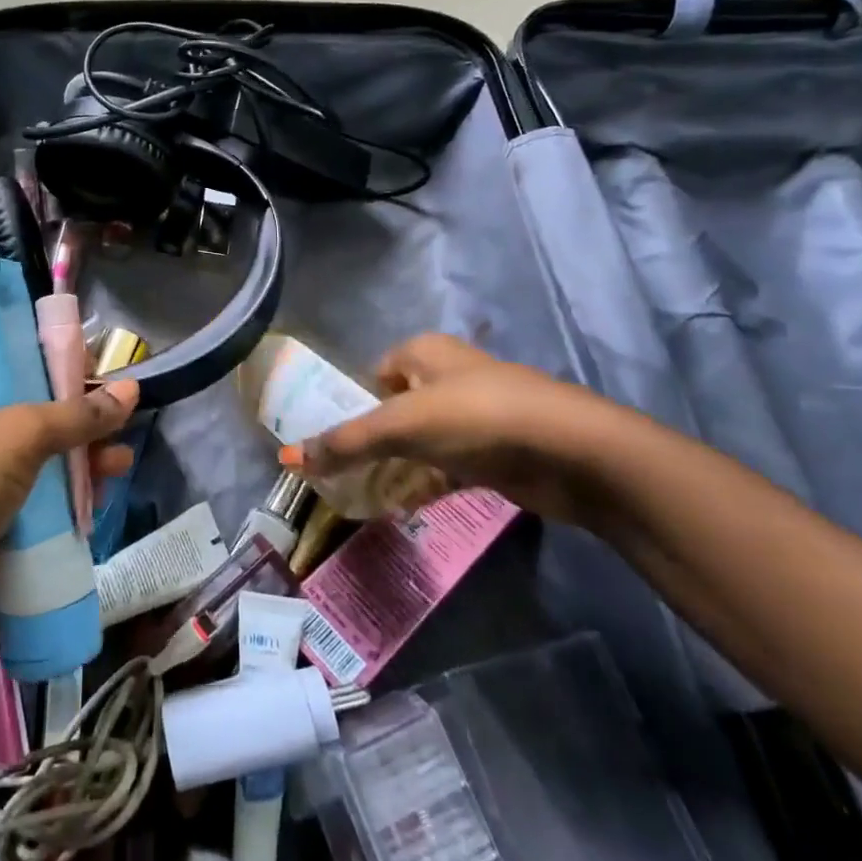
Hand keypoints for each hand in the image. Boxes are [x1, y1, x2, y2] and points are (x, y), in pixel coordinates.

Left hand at [0, 357, 137, 672]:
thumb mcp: (20, 435)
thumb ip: (77, 414)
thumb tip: (131, 390)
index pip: (23, 359)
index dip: (65, 362)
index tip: (110, 373)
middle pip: (42, 412)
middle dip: (85, 421)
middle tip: (123, 430)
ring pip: (45, 460)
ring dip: (83, 463)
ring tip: (118, 469)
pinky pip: (39, 503)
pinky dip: (67, 503)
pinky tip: (95, 506)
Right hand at [297, 334, 620, 525]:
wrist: (572, 453)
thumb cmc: (477, 418)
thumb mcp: (402, 426)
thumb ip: (346, 442)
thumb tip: (289, 456)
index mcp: (423, 352)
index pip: (373, 375)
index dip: (351, 405)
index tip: (332, 441)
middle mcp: (447, 377)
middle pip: (395, 409)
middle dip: (371, 441)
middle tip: (343, 474)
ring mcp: (474, 415)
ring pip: (420, 440)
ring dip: (397, 466)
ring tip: (365, 496)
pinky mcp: (495, 452)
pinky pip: (447, 466)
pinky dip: (427, 484)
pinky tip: (405, 508)